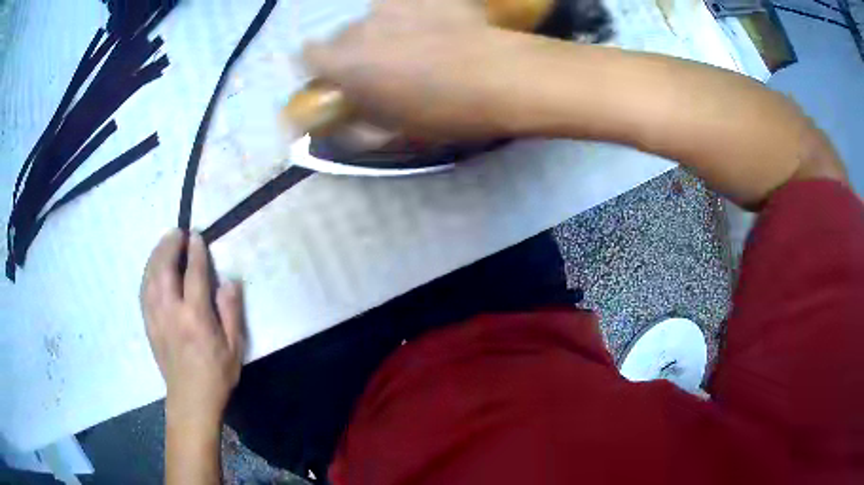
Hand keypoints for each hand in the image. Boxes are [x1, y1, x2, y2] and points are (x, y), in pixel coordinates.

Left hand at [140, 230, 244, 429]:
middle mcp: (171, 312)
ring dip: (156, 255)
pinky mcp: (148, 325)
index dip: (195, 251)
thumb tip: (229, 281)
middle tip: (177, 232)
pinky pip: (143, 291)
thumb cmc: (216, 374)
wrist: (191, 400)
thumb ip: (231, 312)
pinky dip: (147, 273)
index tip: (197, 236)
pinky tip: (152, 268)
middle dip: (169, 245)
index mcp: (195, 317)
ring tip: (164, 243)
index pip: (193, 274)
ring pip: (150, 277)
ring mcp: (156, 318)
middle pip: (164, 269)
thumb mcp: (235, 347)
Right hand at [302, 0, 532, 138]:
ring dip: (384, 31)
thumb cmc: (446, 110)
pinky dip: (413, 17)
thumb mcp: (396, 128)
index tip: (333, 75)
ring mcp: (395, 4)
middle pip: (343, 35)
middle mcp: (361, 25)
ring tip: (416, 45)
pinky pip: (407, 6)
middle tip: (384, 67)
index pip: (307, 55)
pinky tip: (437, 30)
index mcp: (346, 62)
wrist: (505, 76)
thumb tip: (342, 119)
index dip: (317, 65)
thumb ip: (358, 122)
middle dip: (354, 51)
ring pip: (375, 17)